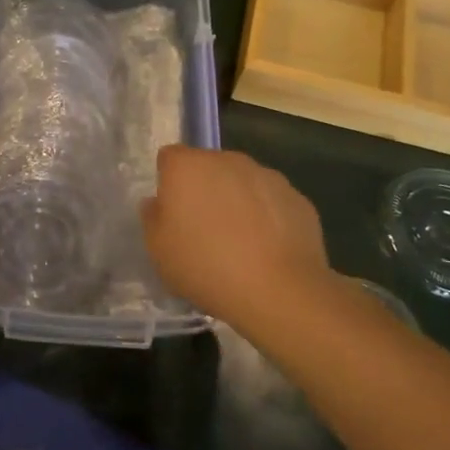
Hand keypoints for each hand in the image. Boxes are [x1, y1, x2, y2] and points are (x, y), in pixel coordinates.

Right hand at [141, 146, 332, 330]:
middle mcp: (227, 160)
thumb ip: (152, 218)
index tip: (172, 213)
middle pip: (208, 167)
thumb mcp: (159, 251)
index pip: (169, 158)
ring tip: (239, 244)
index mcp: (188, 167)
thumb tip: (157, 203)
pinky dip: (267, 217)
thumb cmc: (206, 266)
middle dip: (204, 189)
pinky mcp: (297, 198)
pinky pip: (272, 201)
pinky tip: (268, 250)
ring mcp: (267, 175)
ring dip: (237, 201)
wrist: (278, 291)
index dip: (168, 183)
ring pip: (243, 182)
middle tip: (203, 229)